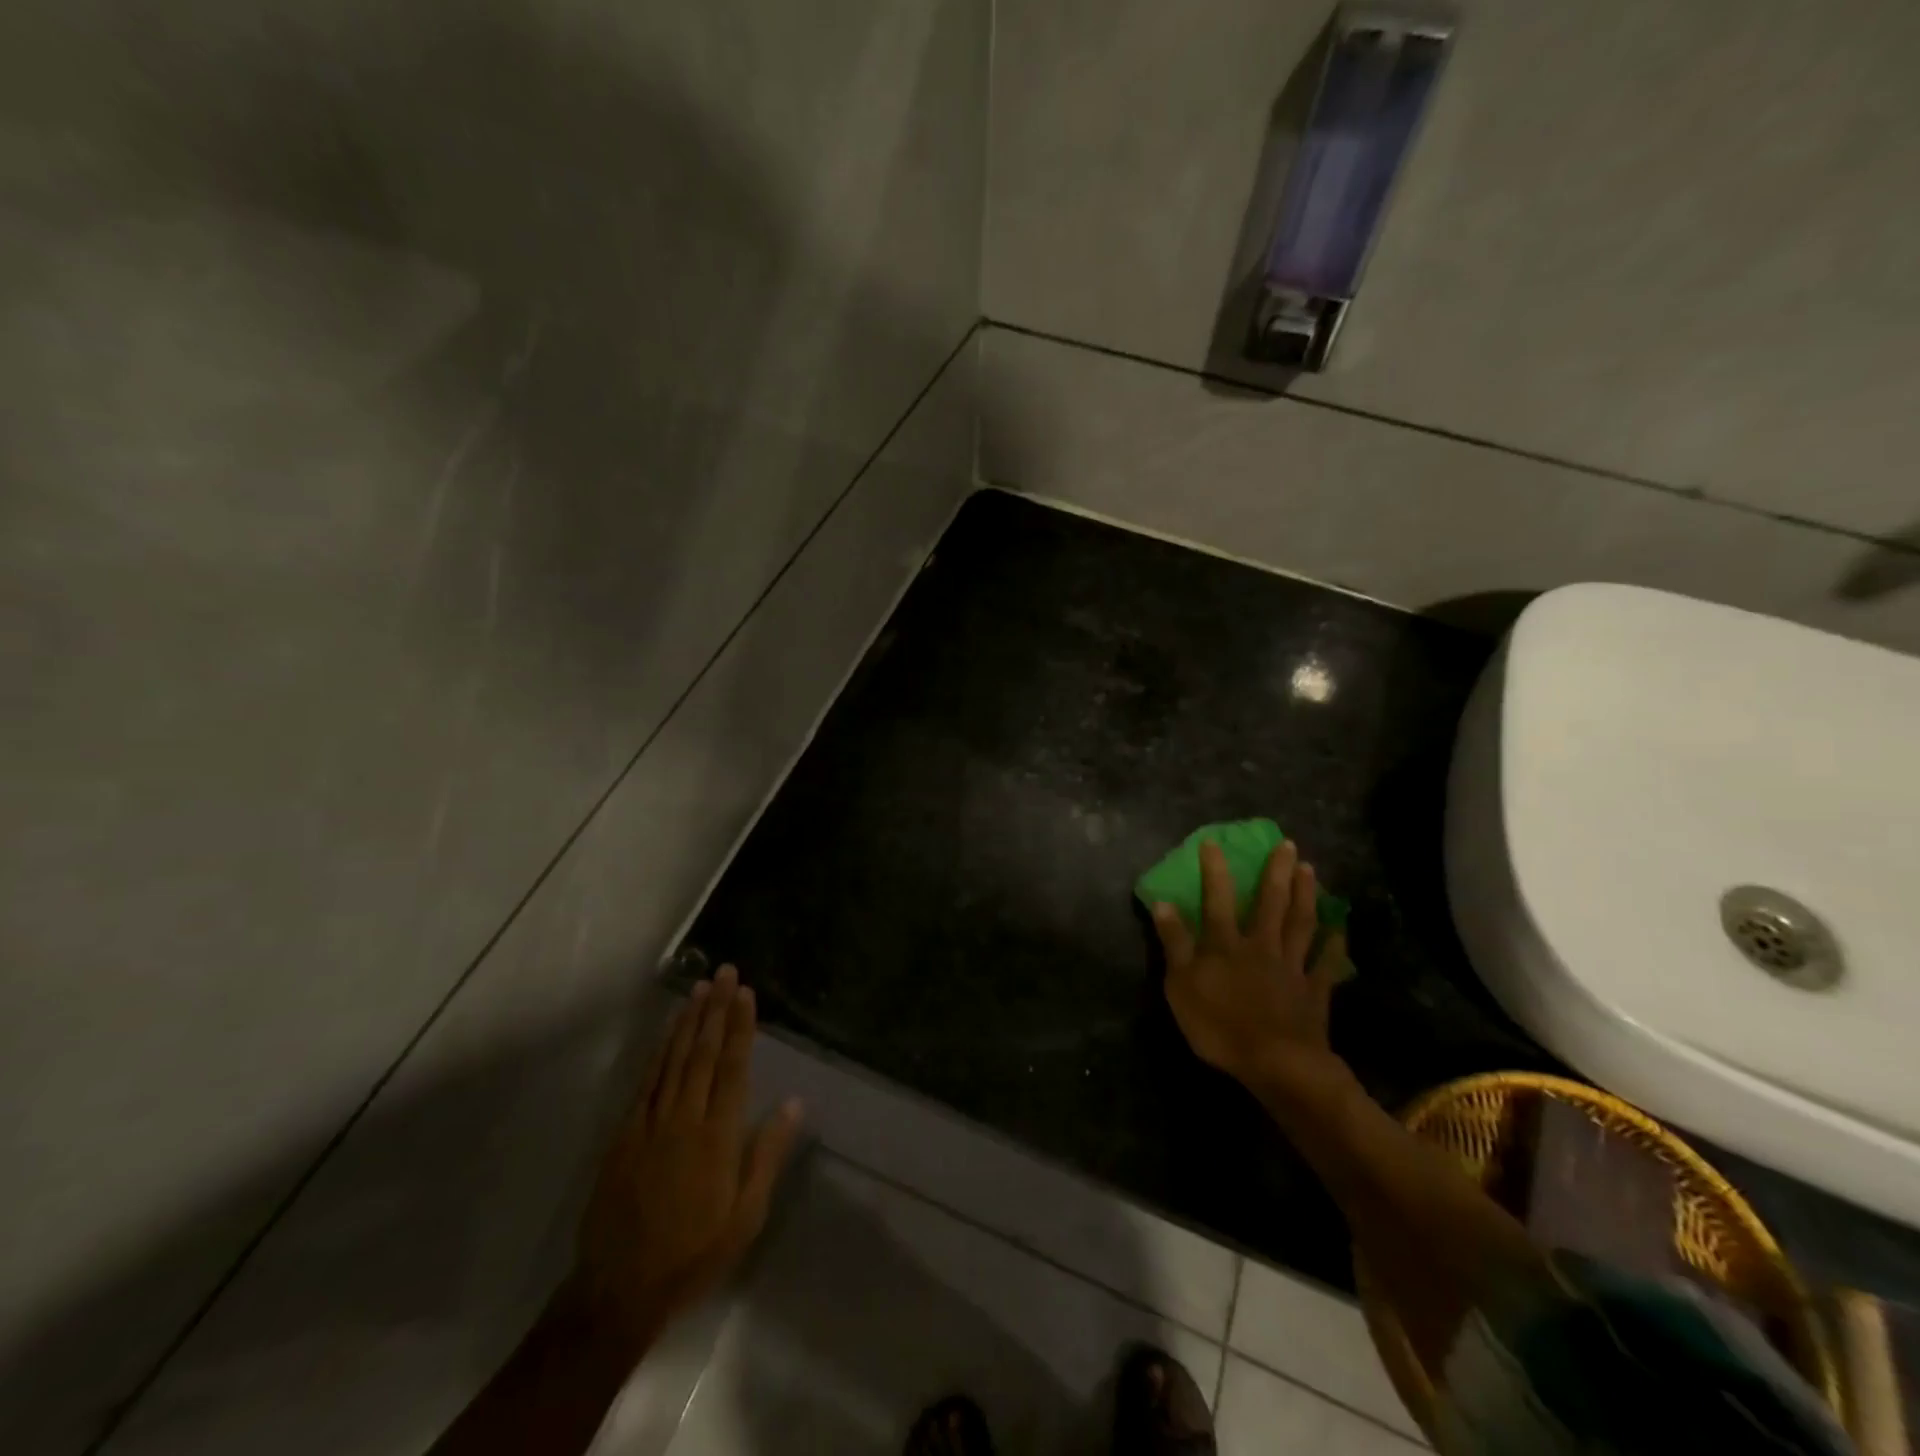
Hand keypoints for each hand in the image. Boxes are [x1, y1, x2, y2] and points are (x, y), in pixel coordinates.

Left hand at [567, 966, 801, 1354]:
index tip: (745, 993)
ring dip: (688, 1021)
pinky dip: (658, 1051)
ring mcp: (649, 1125)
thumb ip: (767, 1154)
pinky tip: (666, 1033)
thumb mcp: (746, 1216)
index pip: (732, 1068)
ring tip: (700, 989)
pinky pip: (645, 1082)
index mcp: (717, 1137)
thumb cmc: (694, 1254)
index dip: (740, 1027)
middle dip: (716, 1010)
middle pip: (702, 1053)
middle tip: (724, 972)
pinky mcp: (624, 1136)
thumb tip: (795, 1104)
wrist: (619, 1290)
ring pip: (672, 1060)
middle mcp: (683, 1120)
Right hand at [1150, 840, 1348, 1098]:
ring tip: (1311, 870)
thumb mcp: (1180, 985)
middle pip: (1270, 903)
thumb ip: (1174, 943)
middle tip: (1288, 845)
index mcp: (1225, 944)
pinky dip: (1335, 946)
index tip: (1214, 842)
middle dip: (1277, 873)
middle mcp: (1260, 946)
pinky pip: (1326, 964)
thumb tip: (1163, 903)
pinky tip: (1340, 929)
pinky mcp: (1314, 992)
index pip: (1216, 899)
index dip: (1214, 870)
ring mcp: (1291, 967)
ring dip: (1306, 896)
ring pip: (1301, 924)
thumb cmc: (1219, 1025)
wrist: (1277, 1063)